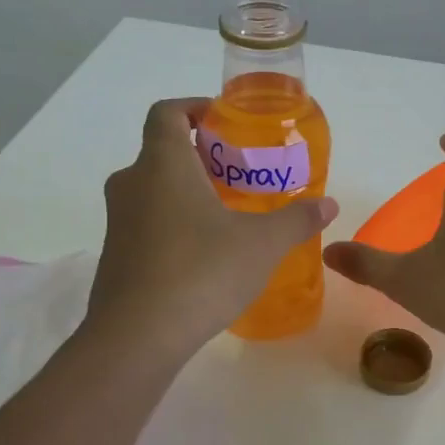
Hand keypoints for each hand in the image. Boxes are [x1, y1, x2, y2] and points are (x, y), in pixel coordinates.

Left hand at [87, 97, 337, 359]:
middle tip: (241, 174)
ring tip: (230, 214)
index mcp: (163, 164)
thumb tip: (329, 204)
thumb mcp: (262, 244)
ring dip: (188, 192)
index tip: (225, 122)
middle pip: (163, 151)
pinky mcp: (116, 256)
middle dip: (203, 156)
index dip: (195, 107)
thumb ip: (296, 219)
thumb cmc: (202, 272)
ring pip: (154, 189)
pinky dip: (175, 223)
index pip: (167, 112)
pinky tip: (207, 255)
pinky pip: (147, 223)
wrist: (137, 337)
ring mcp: (118, 222)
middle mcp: (132, 183)